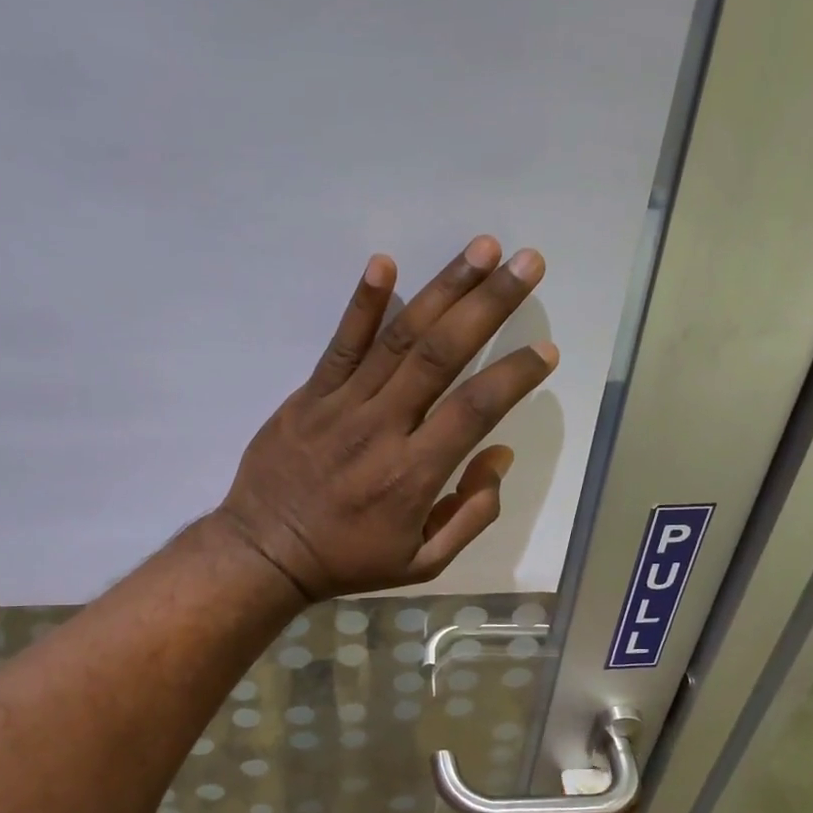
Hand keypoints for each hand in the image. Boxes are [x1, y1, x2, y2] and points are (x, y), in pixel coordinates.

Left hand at [216, 236, 556, 601]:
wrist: (265, 553)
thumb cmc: (349, 560)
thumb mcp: (422, 563)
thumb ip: (471, 514)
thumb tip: (498, 454)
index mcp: (415, 474)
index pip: (476, 409)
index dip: (516, 375)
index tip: (547, 349)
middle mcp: (383, 429)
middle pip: (442, 355)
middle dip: (489, 305)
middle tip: (527, 263)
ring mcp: (341, 407)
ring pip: (398, 339)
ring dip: (443, 290)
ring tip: (481, 250)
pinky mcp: (308, 397)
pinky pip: (339, 345)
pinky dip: (362, 304)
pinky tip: (385, 264)